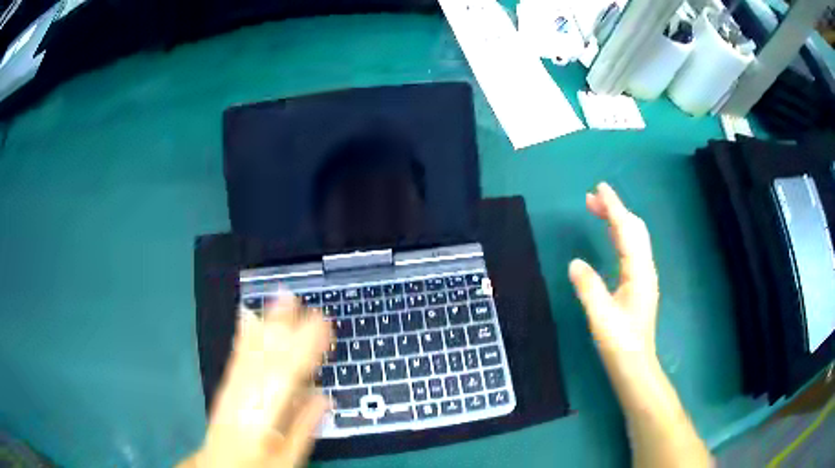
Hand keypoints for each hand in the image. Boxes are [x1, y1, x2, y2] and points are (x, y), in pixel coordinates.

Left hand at [181, 293, 331, 467]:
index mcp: (264, 413)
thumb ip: (305, 426)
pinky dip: (246, 334)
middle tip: (306, 303)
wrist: (220, 465)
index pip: (288, 373)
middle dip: (287, 326)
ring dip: (268, 322)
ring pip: (253, 349)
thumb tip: (323, 396)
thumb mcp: (289, 457)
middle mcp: (247, 393)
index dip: (306, 346)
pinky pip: (238, 355)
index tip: (323, 325)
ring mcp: (234, 385)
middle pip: (268, 355)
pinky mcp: (227, 383)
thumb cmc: (259, 465)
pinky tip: (250, 318)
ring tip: (282, 298)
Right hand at [569, 183, 659, 371]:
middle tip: (592, 198)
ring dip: (618, 220)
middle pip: (634, 229)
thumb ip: (589, 288)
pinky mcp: (639, 284)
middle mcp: (645, 269)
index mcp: (638, 272)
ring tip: (597, 210)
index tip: (600, 188)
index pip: (626, 231)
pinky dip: (620, 234)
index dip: (614, 208)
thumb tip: (575, 262)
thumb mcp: (601, 317)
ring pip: (634, 238)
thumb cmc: (619, 343)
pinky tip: (610, 237)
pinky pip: (631, 249)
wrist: (635, 365)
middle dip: (615, 210)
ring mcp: (644, 276)